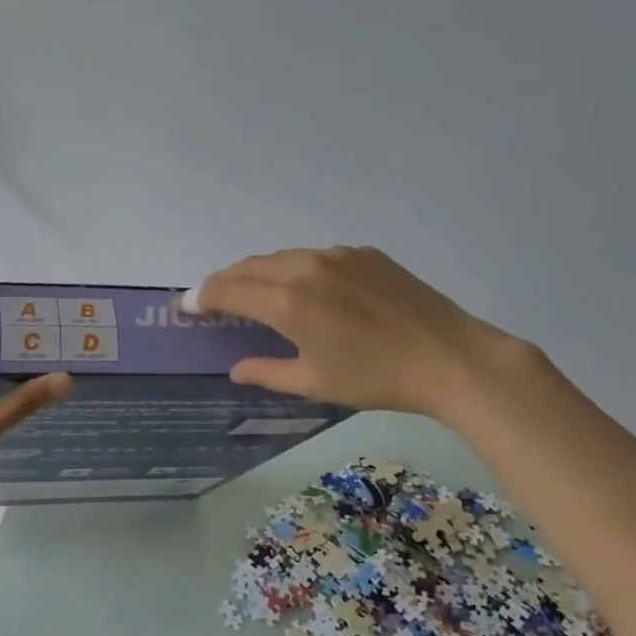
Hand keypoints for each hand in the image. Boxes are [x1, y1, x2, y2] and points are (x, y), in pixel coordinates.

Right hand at [195, 246, 523, 423]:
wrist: (450, 356)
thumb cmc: (375, 378)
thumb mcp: (313, 382)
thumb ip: (267, 371)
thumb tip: (236, 368)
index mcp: (286, 300)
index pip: (227, 290)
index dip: (201, 297)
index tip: (185, 305)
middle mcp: (304, 267)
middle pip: (249, 267)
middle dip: (225, 281)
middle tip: (212, 299)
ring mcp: (336, 255)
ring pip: (281, 258)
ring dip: (258, 273)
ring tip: (253, 293)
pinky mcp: (364, 253)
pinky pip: (315, 257)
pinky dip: (295, 270)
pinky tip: (306, 290)